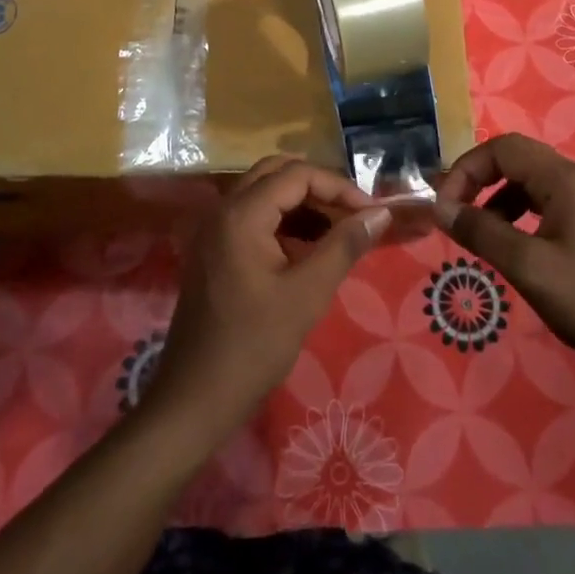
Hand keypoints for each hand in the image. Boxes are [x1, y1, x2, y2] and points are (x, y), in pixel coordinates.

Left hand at [141, 156, 390, 453]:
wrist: (193, 400)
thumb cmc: (253, 346)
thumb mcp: (307, 294)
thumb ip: (344, 246)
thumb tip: (381, 214)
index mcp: (241, 214)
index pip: (297, 174)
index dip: (338, 187)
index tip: (371, 213)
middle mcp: (222, 209)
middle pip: (277, 173)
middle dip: (319, 188)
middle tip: (354, 214)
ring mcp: (213, 230)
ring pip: (264, 193)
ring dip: (302, 204)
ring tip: (339, 231)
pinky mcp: (213, 250)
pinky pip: (253, 217)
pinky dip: (283, 222)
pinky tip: (309, 249)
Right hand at [434, 134, 574, 370]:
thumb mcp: (529, 267)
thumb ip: (482, 233)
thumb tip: (440, 208)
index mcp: (564, 179)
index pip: (502, 148)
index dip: (467, 169)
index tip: (445, 206)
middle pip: (515, 159)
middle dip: (478, 180)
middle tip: (454, 213)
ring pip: (528, 182)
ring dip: (496, 199)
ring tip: (477, 233)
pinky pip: (544, 202)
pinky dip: (517, 214)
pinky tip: (509, 243)